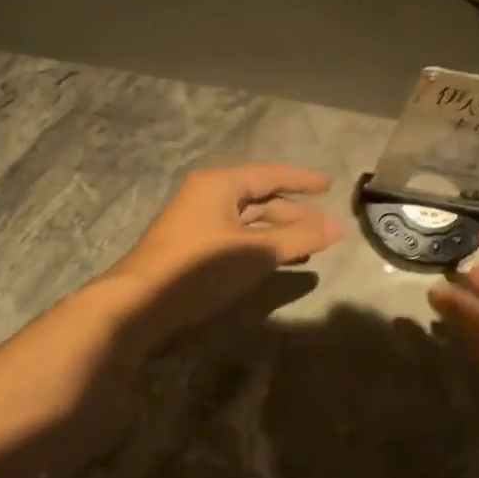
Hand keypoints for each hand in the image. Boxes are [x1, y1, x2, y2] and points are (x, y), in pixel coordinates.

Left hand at [103, 164, 342, 342]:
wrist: (140, 303)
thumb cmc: (200, 268)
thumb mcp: (255, 252)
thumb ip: (298, 238)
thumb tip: (338, 228)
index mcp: (220, 184)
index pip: (270, 174)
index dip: (302, 180)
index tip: (330, 185)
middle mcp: (208, 196)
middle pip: (260, 198)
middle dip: (295, 212)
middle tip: (326, 227)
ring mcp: (198, 222)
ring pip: (249, 221)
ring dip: (280, 232)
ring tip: (310, 246)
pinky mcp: (194, 248)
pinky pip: (238, 238)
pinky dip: (261, 245)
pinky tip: (280, 260)